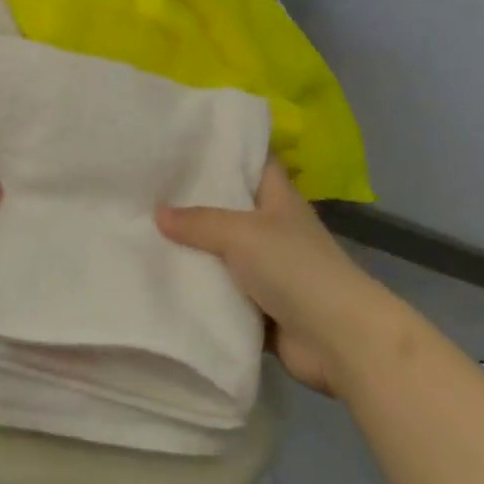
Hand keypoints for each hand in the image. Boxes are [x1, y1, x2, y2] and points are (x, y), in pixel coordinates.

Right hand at [157, 161, 382, 395]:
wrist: (338, 340)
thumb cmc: (295, 268)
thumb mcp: (242, 234)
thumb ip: (199, 222)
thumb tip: (157, 212)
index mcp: (279, 199)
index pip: (254, 161)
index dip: (227, 149)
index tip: (186, 143)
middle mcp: (274, 229)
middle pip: (231, 208)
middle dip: (195, 201)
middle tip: (149, 188)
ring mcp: (269, 270)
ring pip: (223, 253)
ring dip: (193, 250)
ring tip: (144, 232)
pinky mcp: (261, 307)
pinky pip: (223, 293)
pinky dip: (200, 291)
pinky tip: (162, 281)